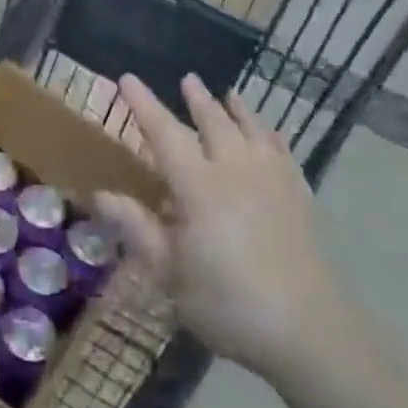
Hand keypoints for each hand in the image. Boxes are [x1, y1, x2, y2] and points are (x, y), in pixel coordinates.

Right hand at [95, 74, 339, 379]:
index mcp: (199, 186)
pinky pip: (281, 149)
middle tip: (187, 78)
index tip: (127, 78)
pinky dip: (269, 134)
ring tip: (229, 92)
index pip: (165, 133)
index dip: (144, 104)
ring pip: (251, 129)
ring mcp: (271, 179)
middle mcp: (235, 169)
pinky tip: (267, 134)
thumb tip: (100, 195)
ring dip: (236, 108)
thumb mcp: (170, 273)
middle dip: (197, 99)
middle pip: (213, 122)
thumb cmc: (227, 302)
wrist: (306, 329)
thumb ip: (137, 228)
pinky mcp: (298, 195)